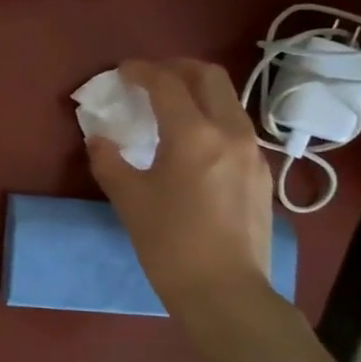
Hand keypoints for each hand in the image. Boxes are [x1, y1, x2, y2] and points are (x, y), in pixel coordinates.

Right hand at [87, 59, 276, 317]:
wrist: (226, 293)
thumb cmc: (171, 244)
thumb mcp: (129, 200)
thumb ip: (109, 160)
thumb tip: (99, 139)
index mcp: (194, 134)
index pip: (167, 82)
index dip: (141, 70)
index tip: (122, 72)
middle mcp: (230, 132)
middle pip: (209, 76)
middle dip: (177, 68)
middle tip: (150, 79)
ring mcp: (252, 153)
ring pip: (227, 101)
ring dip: (197, 92)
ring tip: (170, 109)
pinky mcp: (261, 174)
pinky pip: (236, 128)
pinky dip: (211, 119)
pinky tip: (193, 145)